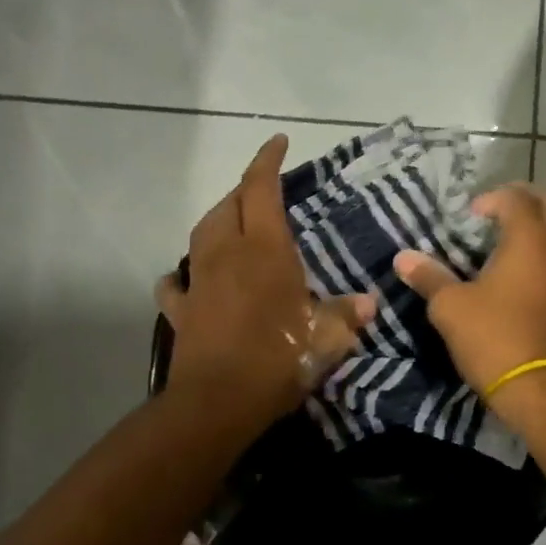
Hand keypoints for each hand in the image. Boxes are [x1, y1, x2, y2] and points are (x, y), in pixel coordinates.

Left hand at [158, 136, 375, 427]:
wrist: (217, 403)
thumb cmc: (278, 358)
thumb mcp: (326, 338)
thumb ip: (346, 316)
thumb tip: (368, 304)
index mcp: (264, 250)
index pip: (261, 190)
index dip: (267, 161)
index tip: (277, 141)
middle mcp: (227, 255)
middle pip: (228, 205)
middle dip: (243, 191)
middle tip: (262, 192)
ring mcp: (198, 281)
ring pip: (201, 234)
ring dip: (217, 222)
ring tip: (233, 226)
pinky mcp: (181, 311)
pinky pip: (176, 284)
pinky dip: (183, 276)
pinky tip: (188, 279)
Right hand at [392, 183, 545, 423]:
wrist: (543, 391)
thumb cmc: (494, 338)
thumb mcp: (450, 307)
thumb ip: (429, 277)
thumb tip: (403, 258)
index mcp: (529, 239)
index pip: (516, 197)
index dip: (491, 198)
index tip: (469, 217)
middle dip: (525, 201)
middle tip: (498, 216)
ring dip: (542, 236)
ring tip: (513, 254)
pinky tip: (542, 290)